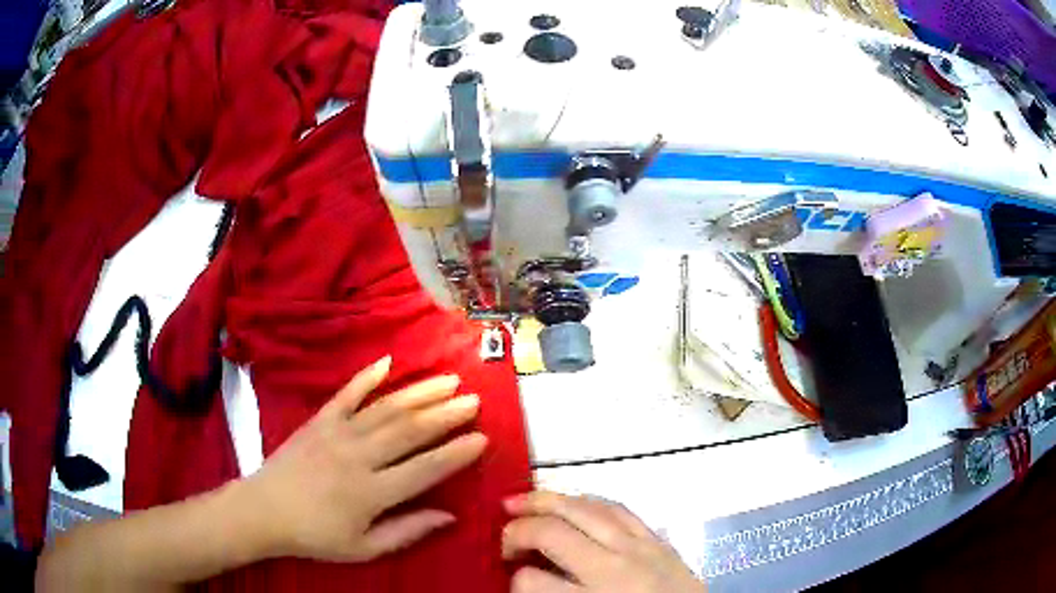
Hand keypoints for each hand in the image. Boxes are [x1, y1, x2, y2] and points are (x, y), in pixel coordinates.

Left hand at [238, 355, 486, 561]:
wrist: (264, 510)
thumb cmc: (316, 536)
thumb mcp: (364, 548)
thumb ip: (407, 531)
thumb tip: (449, 516)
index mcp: (372, 493)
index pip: (425, 469)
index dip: (457, 453)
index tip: (482, 438)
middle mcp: (358, 457)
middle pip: (410, 430)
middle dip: (446, 414)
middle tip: (474, 400)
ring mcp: (337, 433)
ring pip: (386, 408)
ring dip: (420, 392)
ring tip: (449, 380)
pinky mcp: (319, 420)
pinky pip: (346, 393)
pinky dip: (367, 376)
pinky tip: (388, 361)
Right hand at [503, 492, 704, 592]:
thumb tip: (524, 581)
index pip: (532, 582)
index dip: (513, 580)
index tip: (512, 581)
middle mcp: (614, 569)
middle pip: (553, 532)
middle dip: (518, 530)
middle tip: (503, 538)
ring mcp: (640, 548)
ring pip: (584, 510)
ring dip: (546, 501)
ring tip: (520, 501)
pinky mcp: (658, 538)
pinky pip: (618, 508)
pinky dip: (587, 501)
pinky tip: (571, 501)